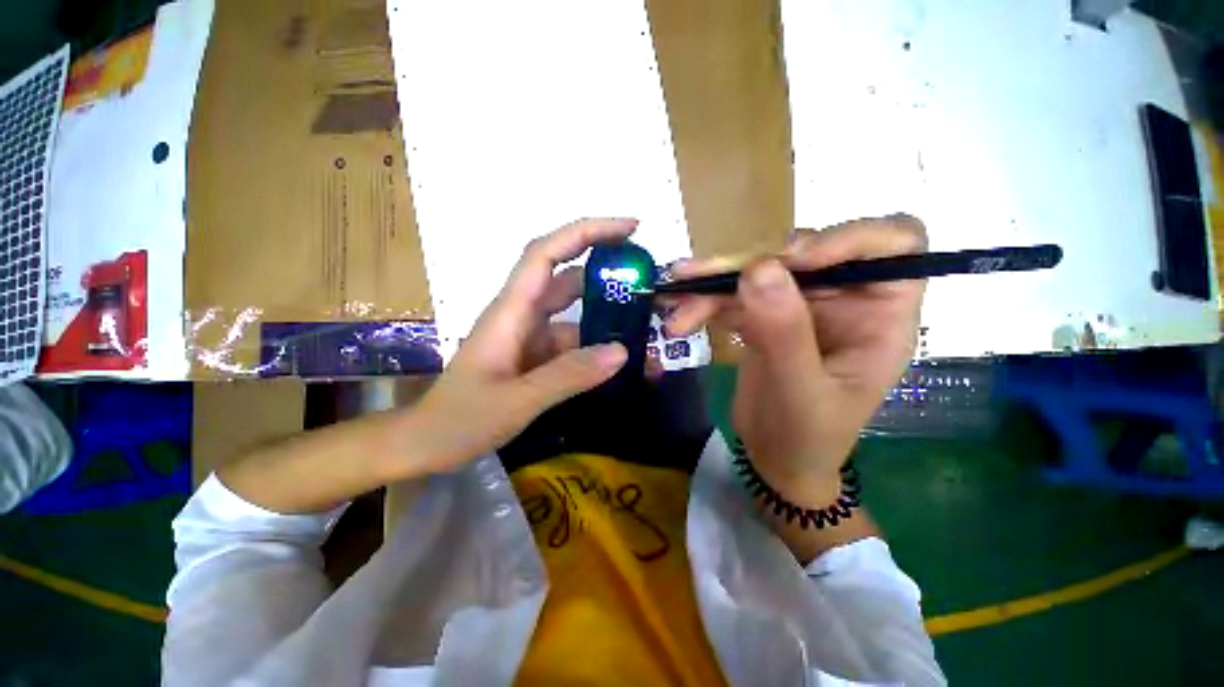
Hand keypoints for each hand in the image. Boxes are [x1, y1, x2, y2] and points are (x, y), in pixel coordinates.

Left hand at [410, 218, 636, 470]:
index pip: (547, 253)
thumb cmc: (460, 419)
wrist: (429, 444)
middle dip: (608, 276)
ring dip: (608, 321)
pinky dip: (597, 351)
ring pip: (576, 316)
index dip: (586, 233)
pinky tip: (621, 366)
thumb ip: (568, 376)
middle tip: (649, 285)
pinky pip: (574, 345)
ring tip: (645, 334)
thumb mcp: (515, 401)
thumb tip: (621, 352)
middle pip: (568, 280)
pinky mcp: (537, 357)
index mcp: (511, 311)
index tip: (629, 229)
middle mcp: (523, 315)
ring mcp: (531, 337)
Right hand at [665, 215, 926, 503]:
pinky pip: (734, 295)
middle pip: (805, 252)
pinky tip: (677, 316)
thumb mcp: (800, 392)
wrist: (776, 460)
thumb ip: (784, 332)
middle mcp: (844, 300)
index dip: (848, 237)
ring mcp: (800, 306)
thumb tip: (758, 269)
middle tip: (703, 278)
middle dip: (750, 263)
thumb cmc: (807, 438)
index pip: (895, 244)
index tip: (793, 260)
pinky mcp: (764, 316)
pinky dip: (703, 302)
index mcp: (880, 316)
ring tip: (674, 296)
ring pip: (759, 272)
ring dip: (713, 283)